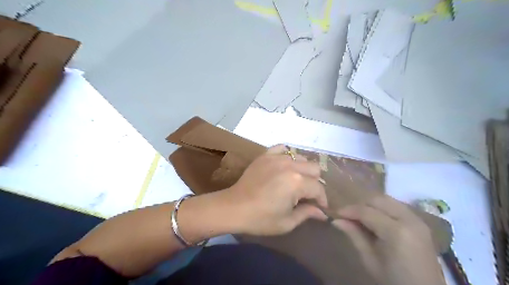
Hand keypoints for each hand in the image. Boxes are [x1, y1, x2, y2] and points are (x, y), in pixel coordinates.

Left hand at [224, 144, 328, 235]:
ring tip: (295, 181)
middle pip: (314, 168)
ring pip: (301, 157)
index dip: (322, 199)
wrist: (233, 208)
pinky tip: (284, 166)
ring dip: (303, 169)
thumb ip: (307, 214)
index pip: (319, 188)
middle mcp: (290, 166)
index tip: (319, 207)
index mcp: (297, 182)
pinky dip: (287, 156)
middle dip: (315, 182)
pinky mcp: (265, 155)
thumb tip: (322, 213)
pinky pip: (282, 148)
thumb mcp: (287, 222)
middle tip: (307, 194)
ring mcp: (276, 158)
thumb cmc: (261, 219)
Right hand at [332, 197, 443, 284]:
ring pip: (387, 200)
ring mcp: (417, 219)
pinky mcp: (420, 222)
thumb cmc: (394, 280)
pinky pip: (396, 206)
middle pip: (378, 200)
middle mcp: (409, 220)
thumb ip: (354, 235)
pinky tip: (374, 217)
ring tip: (359, 215)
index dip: (349, 210)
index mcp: (396, 232)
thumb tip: (336, 220)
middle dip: (360, 204)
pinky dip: (382, 207)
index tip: (335, 213)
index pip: (366, 211)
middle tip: (347, 214)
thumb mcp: (370, 260)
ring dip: (371, 204)